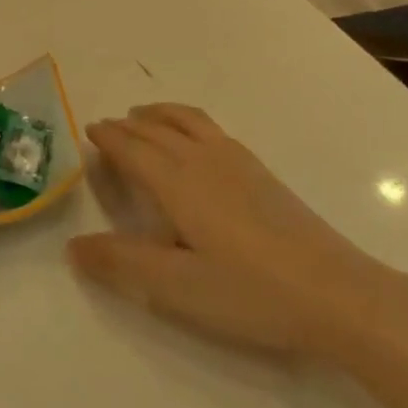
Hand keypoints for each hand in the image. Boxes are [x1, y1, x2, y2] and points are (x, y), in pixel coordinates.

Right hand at [69, 105, 407, 361]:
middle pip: (157, 130)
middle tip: (107, 126)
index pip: (133, 149)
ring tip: (144, 116)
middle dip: (128, 125)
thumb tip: (72, 246)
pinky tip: (196, 140)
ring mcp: (238, 162)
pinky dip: (187, 121)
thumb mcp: (177, 288)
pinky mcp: (261, 172)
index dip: (109, 138)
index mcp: (179, 182)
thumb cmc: (250, 292)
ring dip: (160, 114)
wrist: (336, 292)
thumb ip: (122, 263)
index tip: (89, 129)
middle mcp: (204, 160)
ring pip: (188, 121)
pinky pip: (211, 129)